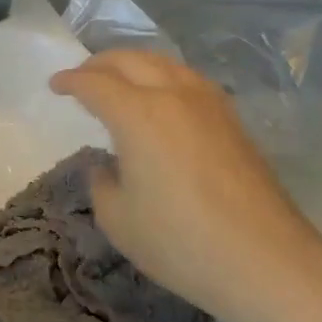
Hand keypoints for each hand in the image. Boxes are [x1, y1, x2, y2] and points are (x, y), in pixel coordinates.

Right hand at [50, 50, 321, 321]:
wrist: (265, 261)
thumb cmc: (181, 242)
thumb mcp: (118, 220)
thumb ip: (101, 184)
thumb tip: (107, 166)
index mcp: (138, 114)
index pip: (95, 84)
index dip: (70, 81)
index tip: (55, 86)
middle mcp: (173, 95)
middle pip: (130, 60)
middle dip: (99, 63)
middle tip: (81, 77)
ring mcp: (209, 104)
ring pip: (164, 63)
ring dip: (134, 65)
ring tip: (120, 81)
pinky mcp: (232, 120)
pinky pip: (188, 80)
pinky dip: (163, 77)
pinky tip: (162, 98)